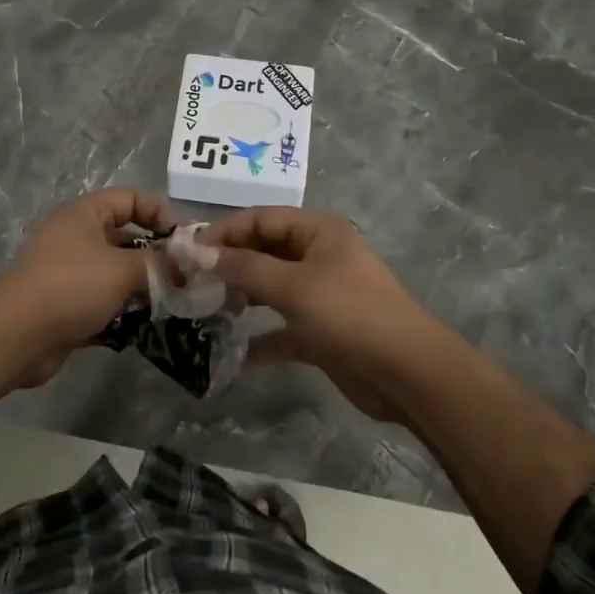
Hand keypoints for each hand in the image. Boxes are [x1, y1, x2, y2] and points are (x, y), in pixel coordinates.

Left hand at [0, 188, 174, 383]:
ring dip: (142, 286)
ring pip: (117, 272)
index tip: (185, 241)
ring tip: (173, 302)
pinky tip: (148, 325)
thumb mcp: (122, 269)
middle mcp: (77, 237)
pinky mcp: (67, 306)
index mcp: (85, 214)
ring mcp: (70, 273)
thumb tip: (186, 266)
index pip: (131, 199)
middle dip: (156, 256)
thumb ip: (158, 264)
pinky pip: (104, 302)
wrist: (15, 335)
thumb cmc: (71, 286)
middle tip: (187, 277)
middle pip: (126, 237)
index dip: (160, 213)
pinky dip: (124, 311)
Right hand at [199, 208, 438, 420]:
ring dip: (239, 299)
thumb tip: (195, 252)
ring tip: (202, 311)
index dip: (223, 232)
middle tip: (189, 283)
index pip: (260, 218)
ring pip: (269, 288)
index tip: (187, 253)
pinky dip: (259, 338)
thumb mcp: (293, 286)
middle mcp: (317, 255)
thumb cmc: (350, 314)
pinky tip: (230, 353)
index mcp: (317, 231)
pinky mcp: (320, 331)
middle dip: (227, 265)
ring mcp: (319, 294)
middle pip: (263, 251)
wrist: (407, 374)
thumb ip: (242, 267)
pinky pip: (280, 328)